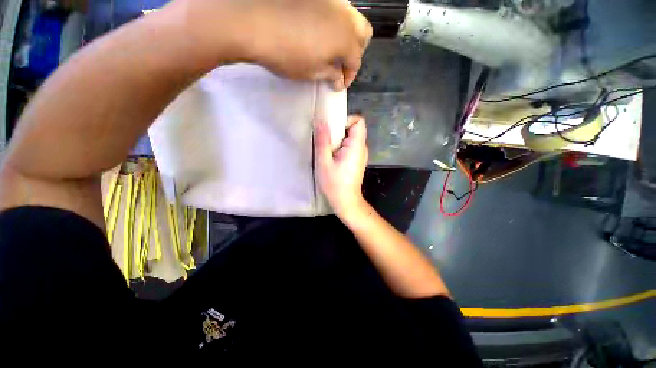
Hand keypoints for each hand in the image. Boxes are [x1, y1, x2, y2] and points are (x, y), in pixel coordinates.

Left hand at [171, 0, 371, 89]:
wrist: (254, 19)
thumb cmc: (286, 53)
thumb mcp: (311, 73)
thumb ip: (330, 76)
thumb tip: (339, 80)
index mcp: (346, 40)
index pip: (356, 62)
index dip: (349, 76)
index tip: (340, 84)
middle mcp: (345, 17)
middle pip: (363, 34)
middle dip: (355, 52)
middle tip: (341, 64)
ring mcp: (332, 1)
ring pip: (350, 19)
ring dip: (346, 36)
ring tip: (330, 49)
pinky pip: (335, 9)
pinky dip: (334, 23)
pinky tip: (320, 31)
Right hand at [315, 116, 368, 218]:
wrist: (346, 202)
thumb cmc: (334, 184)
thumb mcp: (324, 162)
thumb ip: (323, 141)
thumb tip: (321, 121)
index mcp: (357, 146)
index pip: (359, 121)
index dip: (346, 120)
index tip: (332, 129)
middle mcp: (362, 148)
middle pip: (353, 129)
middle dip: (338, 131)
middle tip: (325, 142)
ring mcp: (360, 155)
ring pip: (350, 138)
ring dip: (337, 140)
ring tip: (327, 151)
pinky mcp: (357, 161)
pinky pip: (350, 147)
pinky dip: (340, 148)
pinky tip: (331, 158)